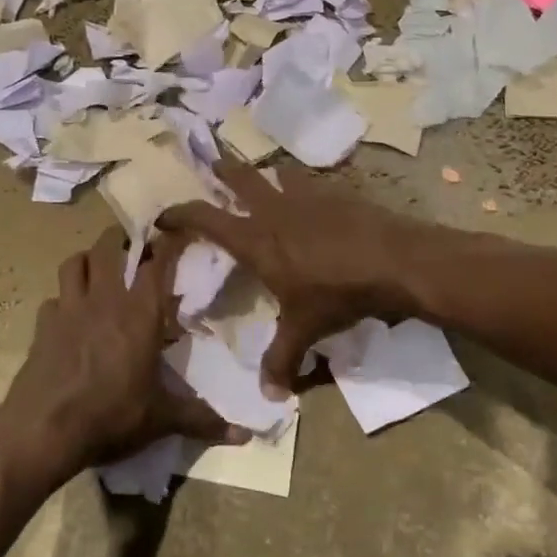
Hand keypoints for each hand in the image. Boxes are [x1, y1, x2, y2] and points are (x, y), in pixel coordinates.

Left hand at [3, 227, 240, 471]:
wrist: (44, 430)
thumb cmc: (111, 415)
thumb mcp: (161, 419)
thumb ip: (202, 419)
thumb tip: (244, 436)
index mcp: (140, 313)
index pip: (157, 262)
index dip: (167, 243)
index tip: (176, 231)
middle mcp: (105, 299)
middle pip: (108, 247)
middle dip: (121, 239)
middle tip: (133, 246)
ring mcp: (69, 308)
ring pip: (75, 262)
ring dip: (88, 259)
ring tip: (99, 269)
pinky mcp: (43, 325)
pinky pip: (52, 299)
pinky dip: (62, 299)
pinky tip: (68, 315)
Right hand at [159, 160, 423, 391]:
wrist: (392, 260)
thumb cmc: (337, 293)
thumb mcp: (304, 329)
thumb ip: (282, 359)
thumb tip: (269, 395)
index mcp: (256, 239)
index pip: (206, 218)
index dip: (181, 213)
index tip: (164, 215)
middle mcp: (274, 210)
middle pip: (239, 178)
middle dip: (221, 169)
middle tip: (210, 161)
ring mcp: (306, 196)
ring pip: (276, 174)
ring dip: (264, 174)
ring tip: (262, 176)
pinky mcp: (335, 193)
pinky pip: (309, 182)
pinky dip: (301, 185)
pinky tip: (310, 196)